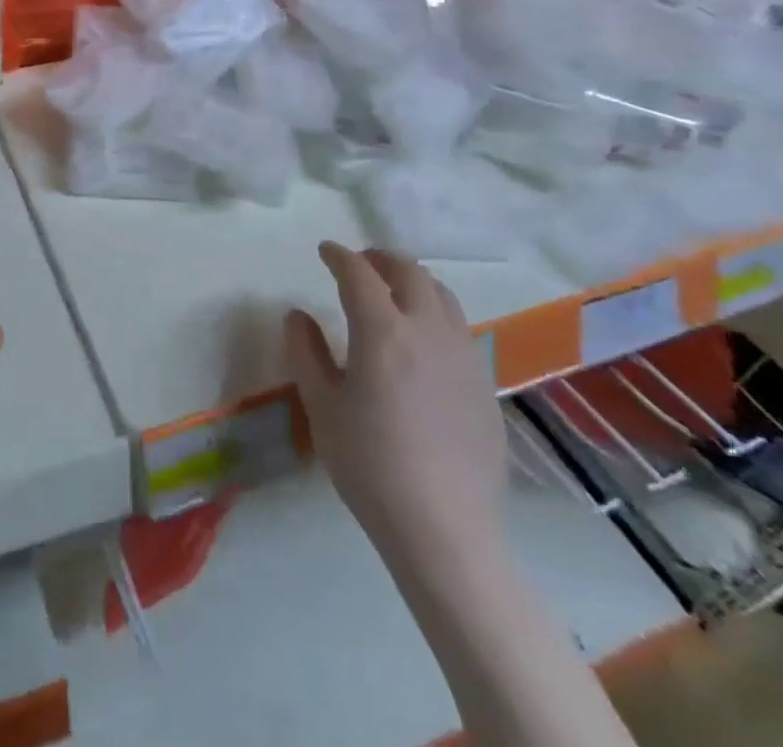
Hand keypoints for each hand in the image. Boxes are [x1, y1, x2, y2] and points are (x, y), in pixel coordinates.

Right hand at [286, 244, 505, 561]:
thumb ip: (306, 352)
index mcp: (383, 331)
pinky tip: (423, 339)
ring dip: (413, 281)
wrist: (445, 531)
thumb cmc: (370, 466)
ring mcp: (463, 356)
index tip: (325, 251)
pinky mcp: (484, 384)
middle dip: (381, 258)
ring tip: (394, 291)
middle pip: (409, 273)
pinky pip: (459, 328)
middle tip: (360, 262)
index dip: (339, 256)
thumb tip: (297, 315)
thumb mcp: (322, 407)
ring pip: (442, 295)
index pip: (359, 274)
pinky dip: (436, 312)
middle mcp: (428, 330)